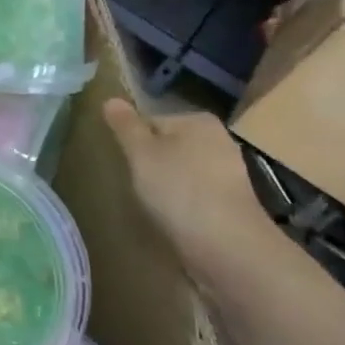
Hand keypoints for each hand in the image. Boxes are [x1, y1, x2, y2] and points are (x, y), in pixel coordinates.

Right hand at [103, 99, 278, 268]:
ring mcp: (230, 173)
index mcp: (198, 120)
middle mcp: (220, 140)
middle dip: (152, 163)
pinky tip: (174, 220)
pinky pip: (197, 195)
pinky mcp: (233, 204)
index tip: (125, 163)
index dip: (133, 141)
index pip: (152, 121)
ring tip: (152, 205)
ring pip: (184, 172)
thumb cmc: (179, 189)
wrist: (227, 245)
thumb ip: (125, 126)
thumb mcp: (141, 153)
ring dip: (168, 185)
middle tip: (135, 185)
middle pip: (170, 146)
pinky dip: (184, 204)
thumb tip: (111, 99)